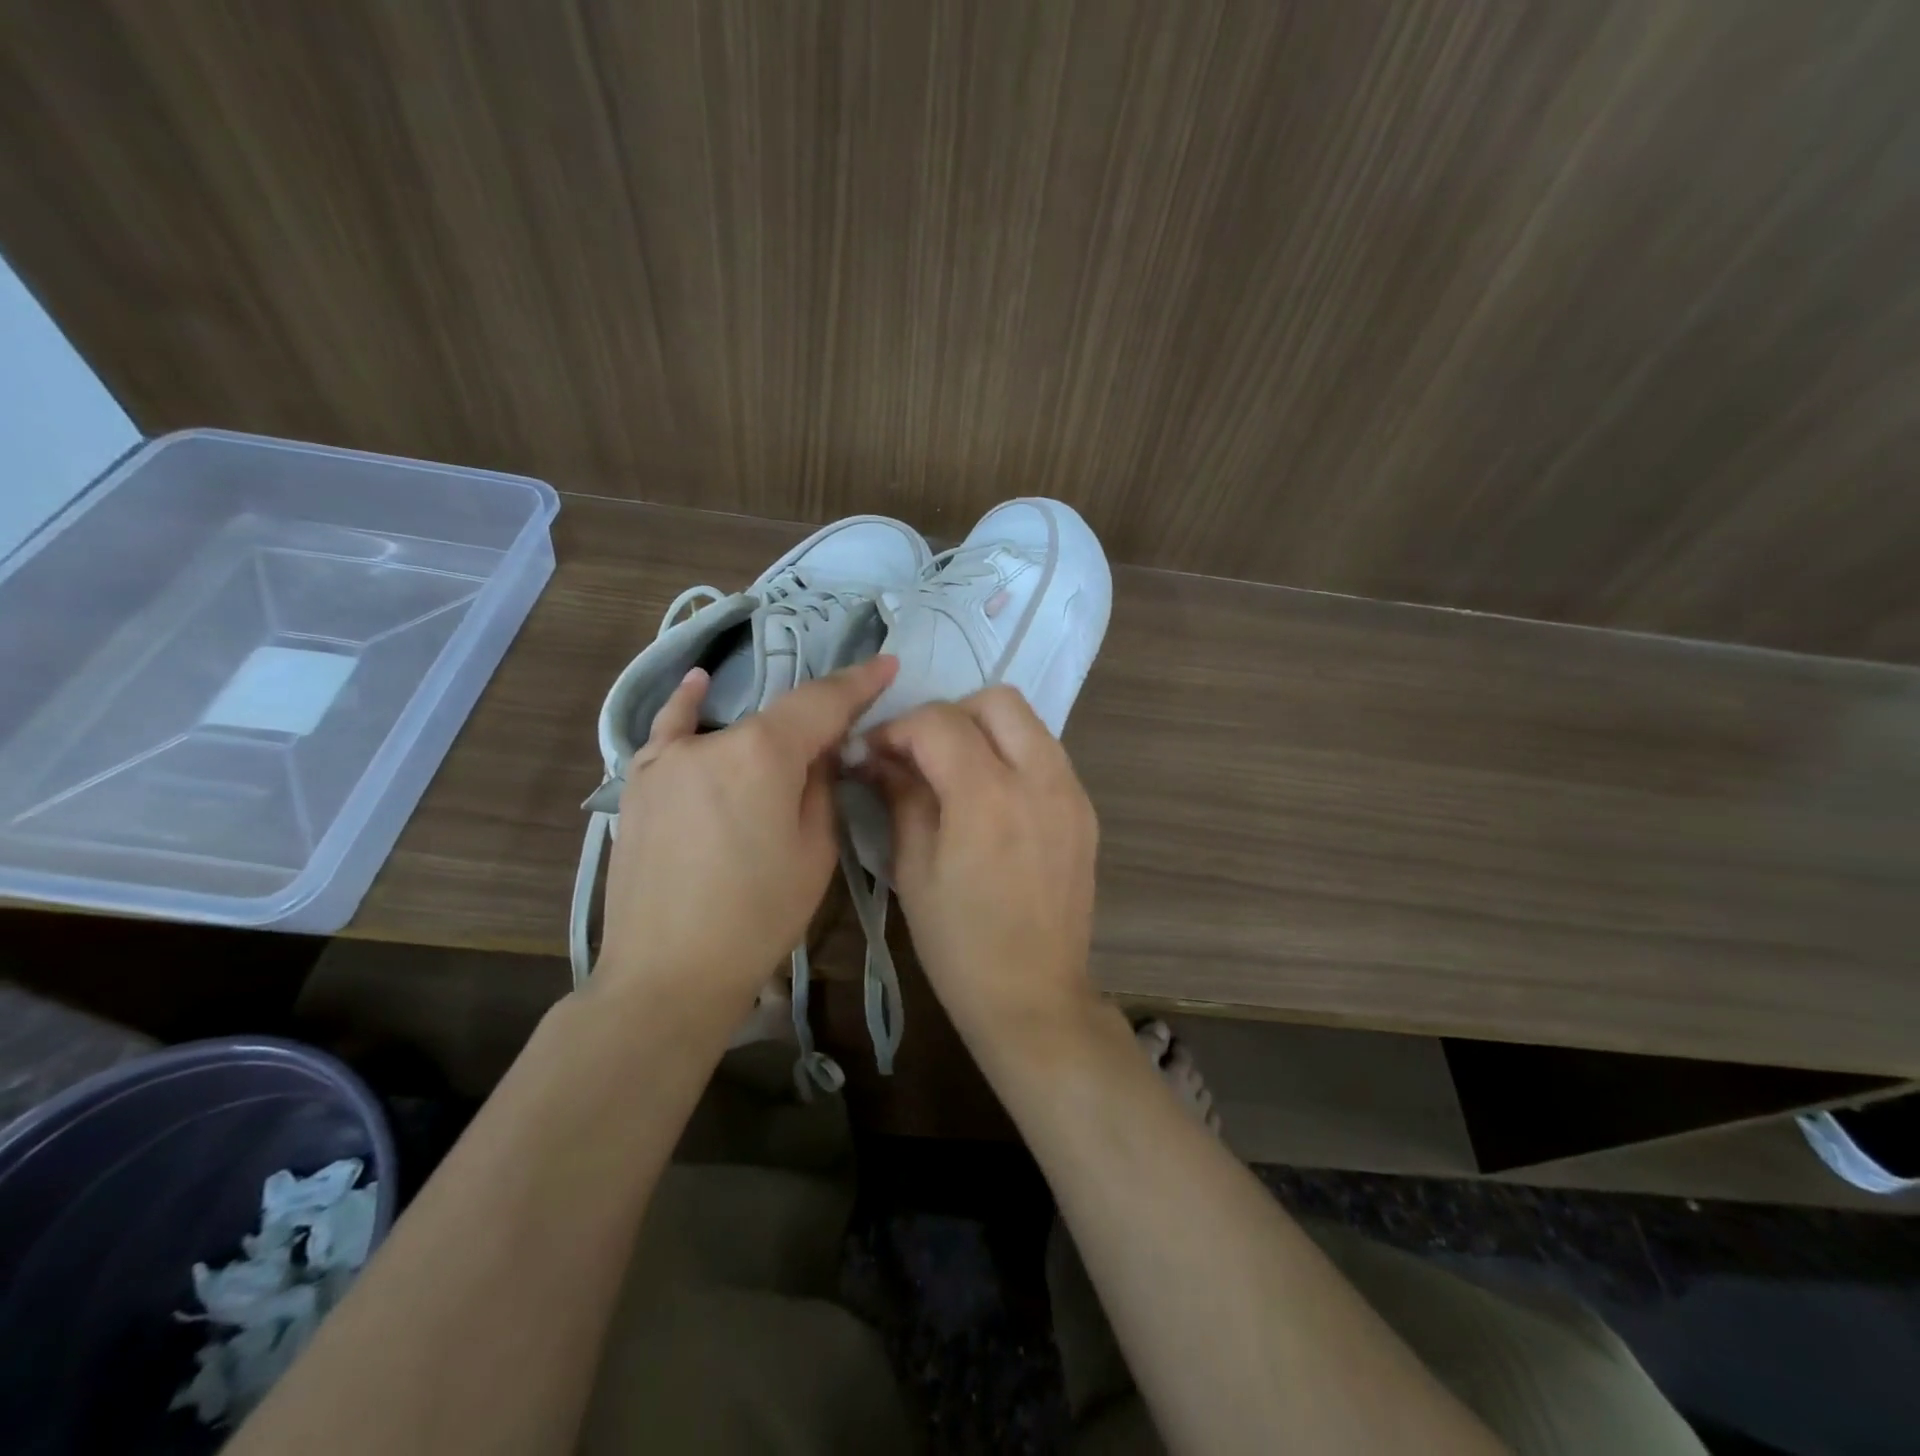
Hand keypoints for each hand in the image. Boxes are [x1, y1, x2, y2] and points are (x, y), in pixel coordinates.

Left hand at [594, 655, 898, 1020]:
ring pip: (733, 728)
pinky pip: (668, 732)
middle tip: (849, 733)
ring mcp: (667, 758)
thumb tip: (820, 752)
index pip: (822, 703)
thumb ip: (820, 786)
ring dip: (770, 728)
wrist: (668, 973)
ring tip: (798, 733)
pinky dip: (687, 706)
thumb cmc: (757, 917)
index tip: (888, 663)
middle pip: (778, 717)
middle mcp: (713, 741)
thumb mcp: (815, 851)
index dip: (860, 683)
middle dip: (818, 721)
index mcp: (764, 754)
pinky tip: (699, 684)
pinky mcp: (639, 783)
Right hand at [863, 687, 1101, 1044]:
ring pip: (1028, 722)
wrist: (1034, 996)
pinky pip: (1047, 755)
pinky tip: (991, 796)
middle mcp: (1039, 779)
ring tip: (954, 771)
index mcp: (988, 796)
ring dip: (985, 730)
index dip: (897, 729)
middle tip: (920, 755)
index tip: (873, 753)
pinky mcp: (1085, 810)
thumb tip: (875, 755)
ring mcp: (1071, 792)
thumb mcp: (914, 868)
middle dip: (949, 715)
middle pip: (997, 701)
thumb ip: (900, 796)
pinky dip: (1014, 755)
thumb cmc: (960, 944)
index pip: (938, 723)